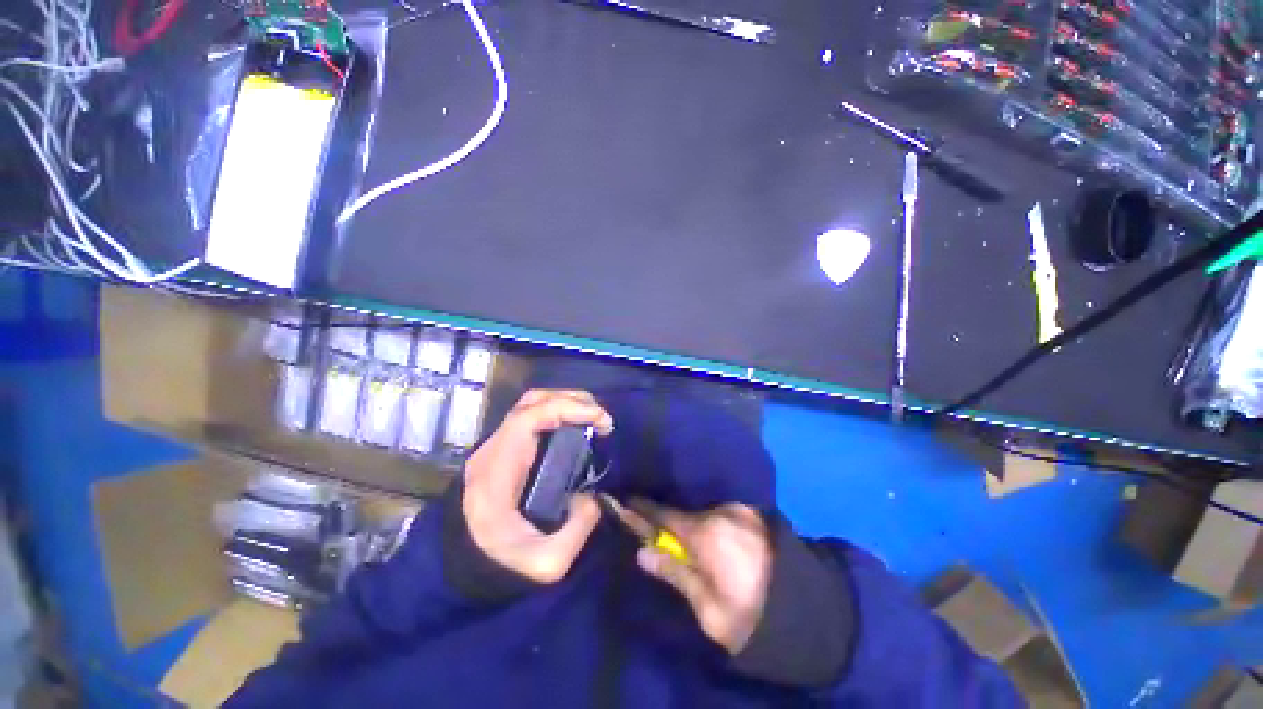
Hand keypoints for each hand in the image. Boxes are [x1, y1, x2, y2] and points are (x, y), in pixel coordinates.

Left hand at [462, 389, 613, 583]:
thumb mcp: (545, 563)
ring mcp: (497, 445)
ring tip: (593, 417)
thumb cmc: (498, 564)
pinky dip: (559, 413)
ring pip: (531, 404)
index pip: (529, 416)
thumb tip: (592, 497)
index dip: (568, 408)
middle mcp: (494, 447)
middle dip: (572, 400)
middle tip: (602, 418)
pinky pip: (533, 417)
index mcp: (497, 468)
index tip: (601, 419)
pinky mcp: (505, 448)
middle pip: (531, 401)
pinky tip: (576, 427)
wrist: (460, 567)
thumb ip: (578, 530)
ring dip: (566, 402)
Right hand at [622, 500, 772, 653]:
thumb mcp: (708, 608)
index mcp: (706, 533)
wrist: (809, 612)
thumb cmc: (751, 618)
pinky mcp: (753, 513)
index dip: (642, 510)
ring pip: (703, 511)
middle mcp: (721, 512)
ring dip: (690, 520)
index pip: (664, 514)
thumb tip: (643, 552)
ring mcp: (740, 509)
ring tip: (683, 535)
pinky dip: (709, 520)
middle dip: (666, 519)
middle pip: (683, 511)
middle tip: (653, 529)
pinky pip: (720, 512)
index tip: (624, 502)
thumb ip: (675, 573)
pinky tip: (709, 535)